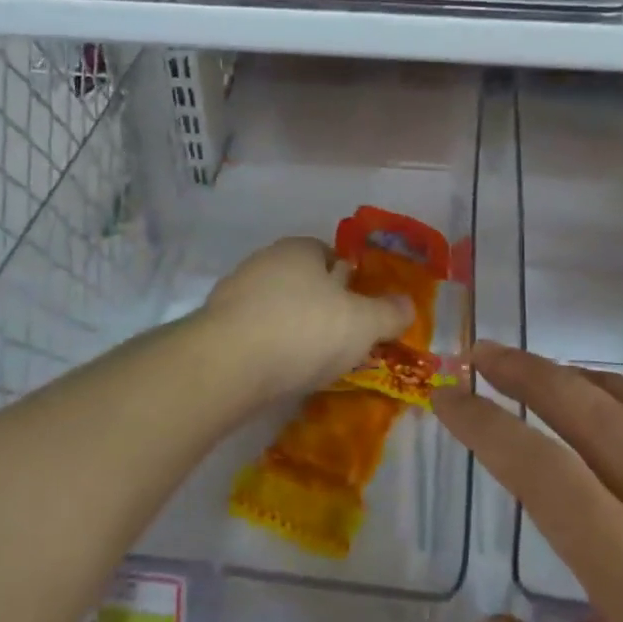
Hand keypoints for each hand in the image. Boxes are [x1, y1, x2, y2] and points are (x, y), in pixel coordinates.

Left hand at [200, 237, 413, 405]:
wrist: (227, 364)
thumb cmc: (304, 330)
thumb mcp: (363, 323)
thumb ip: (389, 313)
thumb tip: (408, 305)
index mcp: (299, 250)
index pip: (328, 254)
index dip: (347, 279)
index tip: (359, 309)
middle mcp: (264, 262)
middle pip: (301, 281)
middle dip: (319, 305)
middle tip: (339, 338)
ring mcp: (233, 293)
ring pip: (274, 307)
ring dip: (291, 328)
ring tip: (310, 362)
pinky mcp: (214, 326)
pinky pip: (252, 333)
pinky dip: (267, 348)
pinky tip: (277, 372)